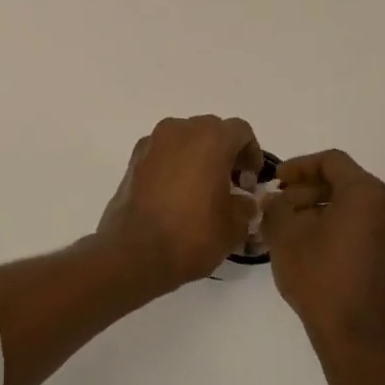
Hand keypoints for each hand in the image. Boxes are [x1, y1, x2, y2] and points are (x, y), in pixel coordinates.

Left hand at [97, 116, 261, 293]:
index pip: (240, 131)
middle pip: (210, 130)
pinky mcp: (133, 161)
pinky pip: (162, 154)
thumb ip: (246, 205)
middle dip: (224, 153)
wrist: (134, 253)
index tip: (251, 180)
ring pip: (184, 140)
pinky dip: (174, 166)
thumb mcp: (234, 226)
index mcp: (210, 138)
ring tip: (202, 190)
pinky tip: (177, 195)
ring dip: (197, 157)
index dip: (251, 154)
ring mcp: (152, 143)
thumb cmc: (192, 235)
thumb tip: (243, 201)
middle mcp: (180, 131)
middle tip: (230, 183)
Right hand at [261, 150, 384, 354]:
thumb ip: (277, 207)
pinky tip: (319, 247)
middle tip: (282, 206)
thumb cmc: (320, 278)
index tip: (276, 181)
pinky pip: (369, 229)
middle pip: (347, 184)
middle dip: (311, 191)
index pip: (332, 162)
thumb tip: (276, 200)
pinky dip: (344, 228)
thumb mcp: (286, 237)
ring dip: (326, 210)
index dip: (300, 166)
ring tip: (296, 228)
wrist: (357, 337)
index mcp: (367, 194)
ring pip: (359, 208)